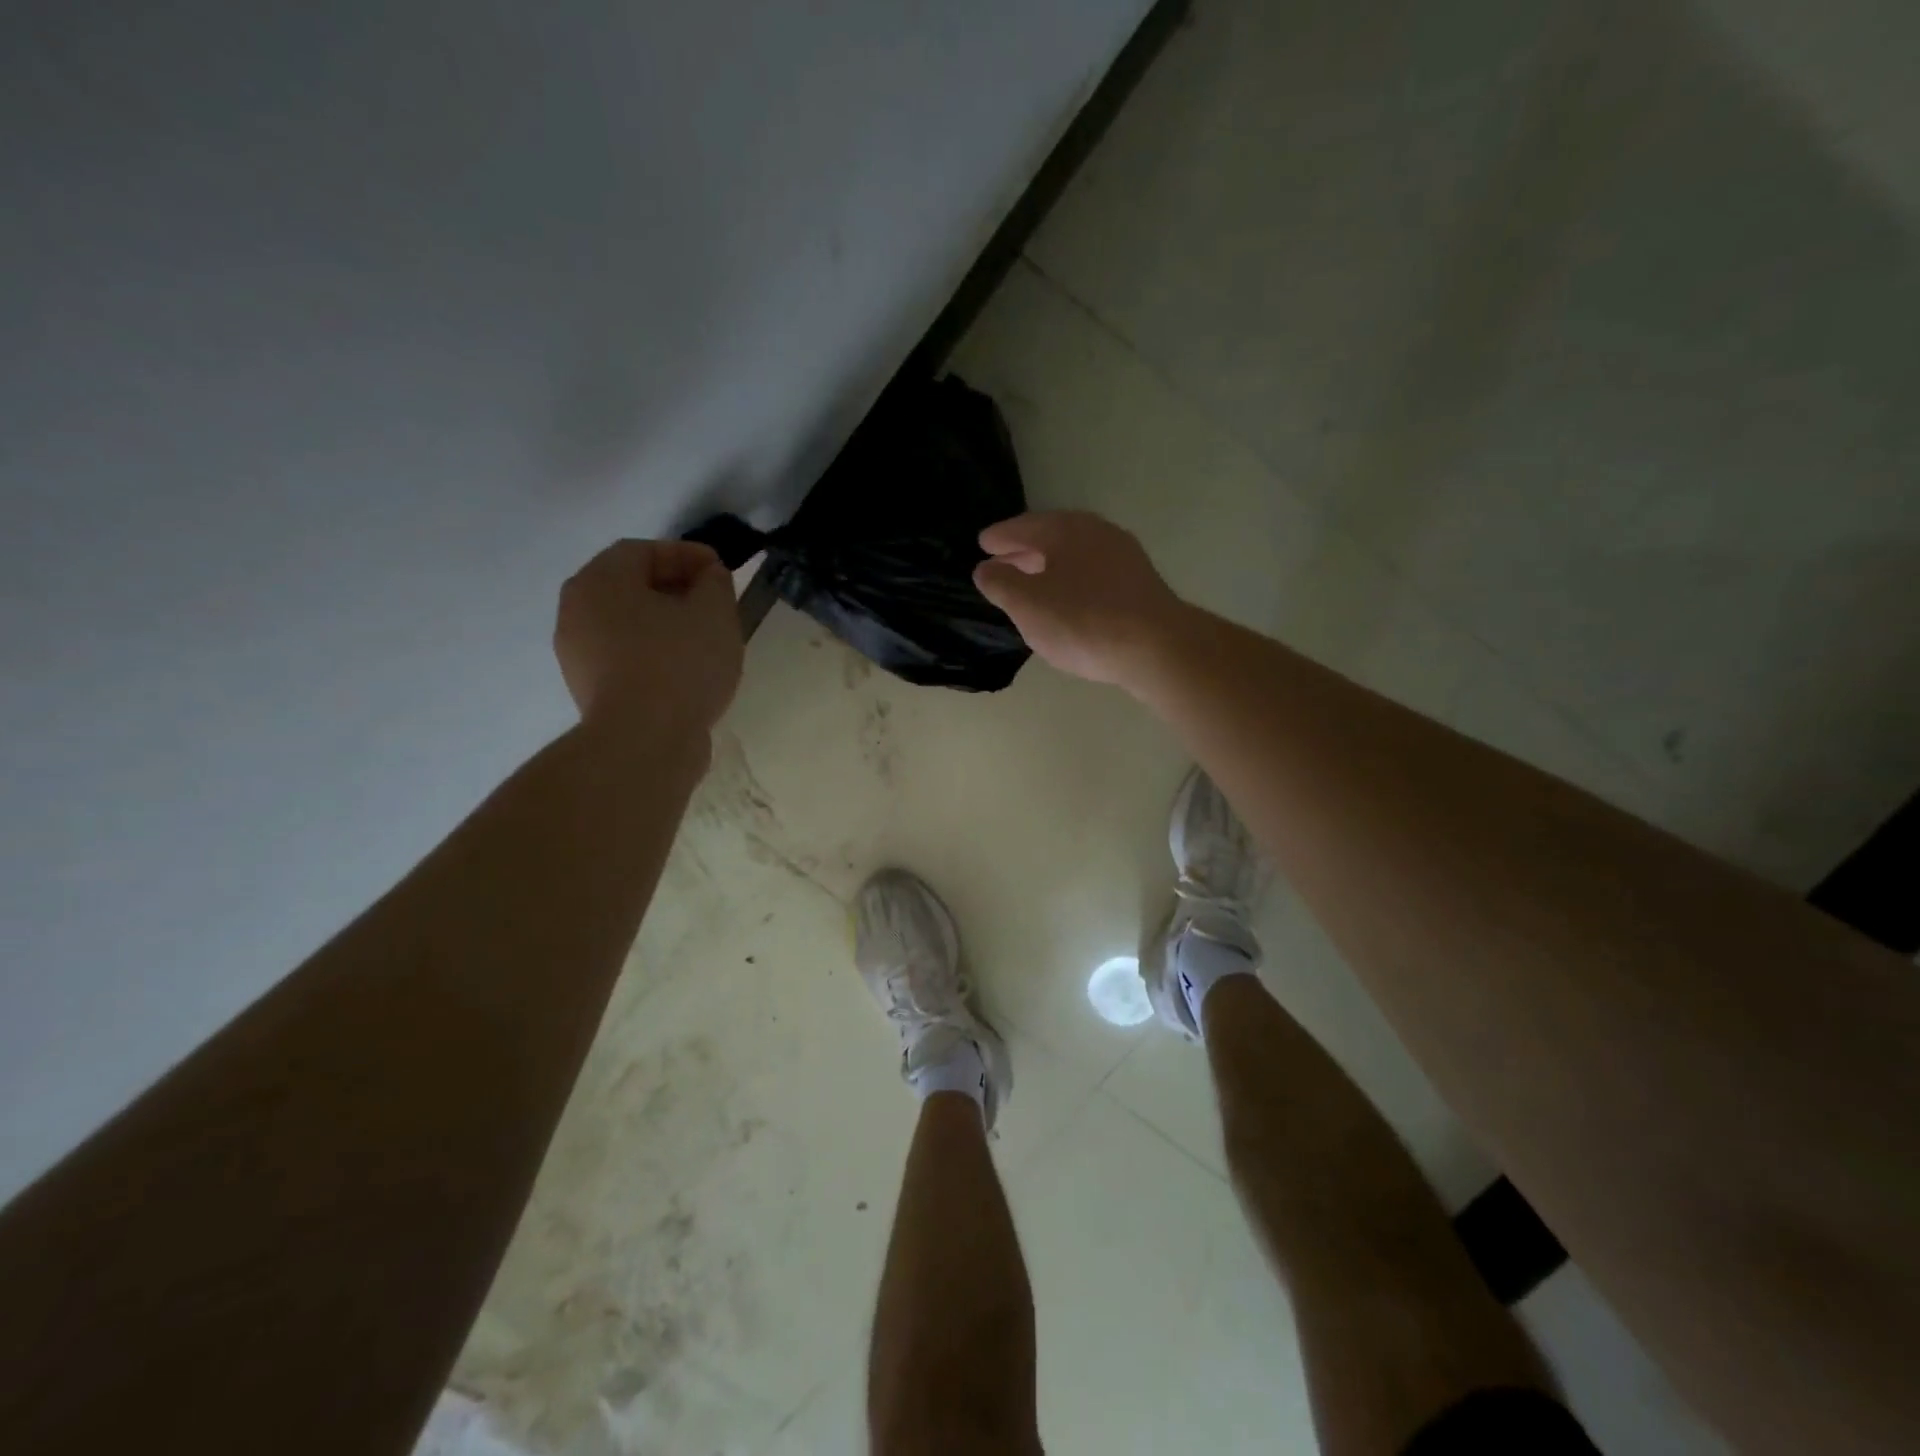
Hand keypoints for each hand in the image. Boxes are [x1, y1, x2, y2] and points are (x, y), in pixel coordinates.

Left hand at [554, 540, 742, 737]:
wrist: (644, 741)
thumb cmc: (679, 665)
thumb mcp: (714, 614)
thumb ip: (715, 583)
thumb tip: (708, 577)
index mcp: (601, 580)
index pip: (643, 550)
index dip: (687, 555)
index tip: (721, 570)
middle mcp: (577, 609)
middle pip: (630, 585)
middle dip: (675, 587)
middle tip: (713, 601)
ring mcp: (577, 652)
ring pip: (627, 622)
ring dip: (664, 622)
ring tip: (704, 637)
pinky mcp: (588, 688)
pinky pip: (624, 655)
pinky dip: (653, 652)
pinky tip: (685, 669)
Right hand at [972, 510, 1191, 690]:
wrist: (1157, 647)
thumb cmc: (1083, 621)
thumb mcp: (1028, 605)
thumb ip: (1001, 584)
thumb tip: (986, 569)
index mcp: (1066, 530)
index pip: (1024, 527)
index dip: (1000, 537)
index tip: (983, 544)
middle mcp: (1097, 533)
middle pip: (1052, 537)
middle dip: (1024, 551)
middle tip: (1001, 563)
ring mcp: (1123, 557)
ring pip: (1075, 555)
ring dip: (1049, 567)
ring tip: (1031, 585)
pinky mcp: (1139, 583)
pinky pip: (1093, 574)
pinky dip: (1072, 580)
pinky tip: (1067, 602)